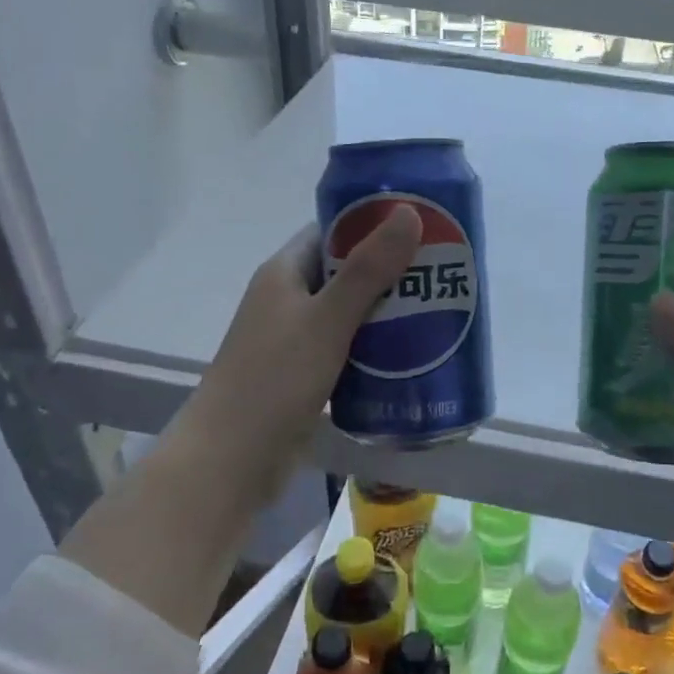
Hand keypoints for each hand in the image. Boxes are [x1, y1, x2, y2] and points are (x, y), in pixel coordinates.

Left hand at [178, 205, 423, 498]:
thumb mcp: (327, 319)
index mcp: (284, 273)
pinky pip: (348, 349)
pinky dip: (376, 348)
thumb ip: (369, 269)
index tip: (422, 228)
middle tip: (442, 274)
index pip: (332, 231)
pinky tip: (412, 355)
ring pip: (350, 314)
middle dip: (391, 273)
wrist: (231, 461)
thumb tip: (409, 211)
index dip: (373, 224)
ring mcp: (294, 340)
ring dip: (388, 313)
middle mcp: (287, 300)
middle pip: (346, 273)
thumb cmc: (274, 380)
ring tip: (438, 312)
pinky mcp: (305, 375)